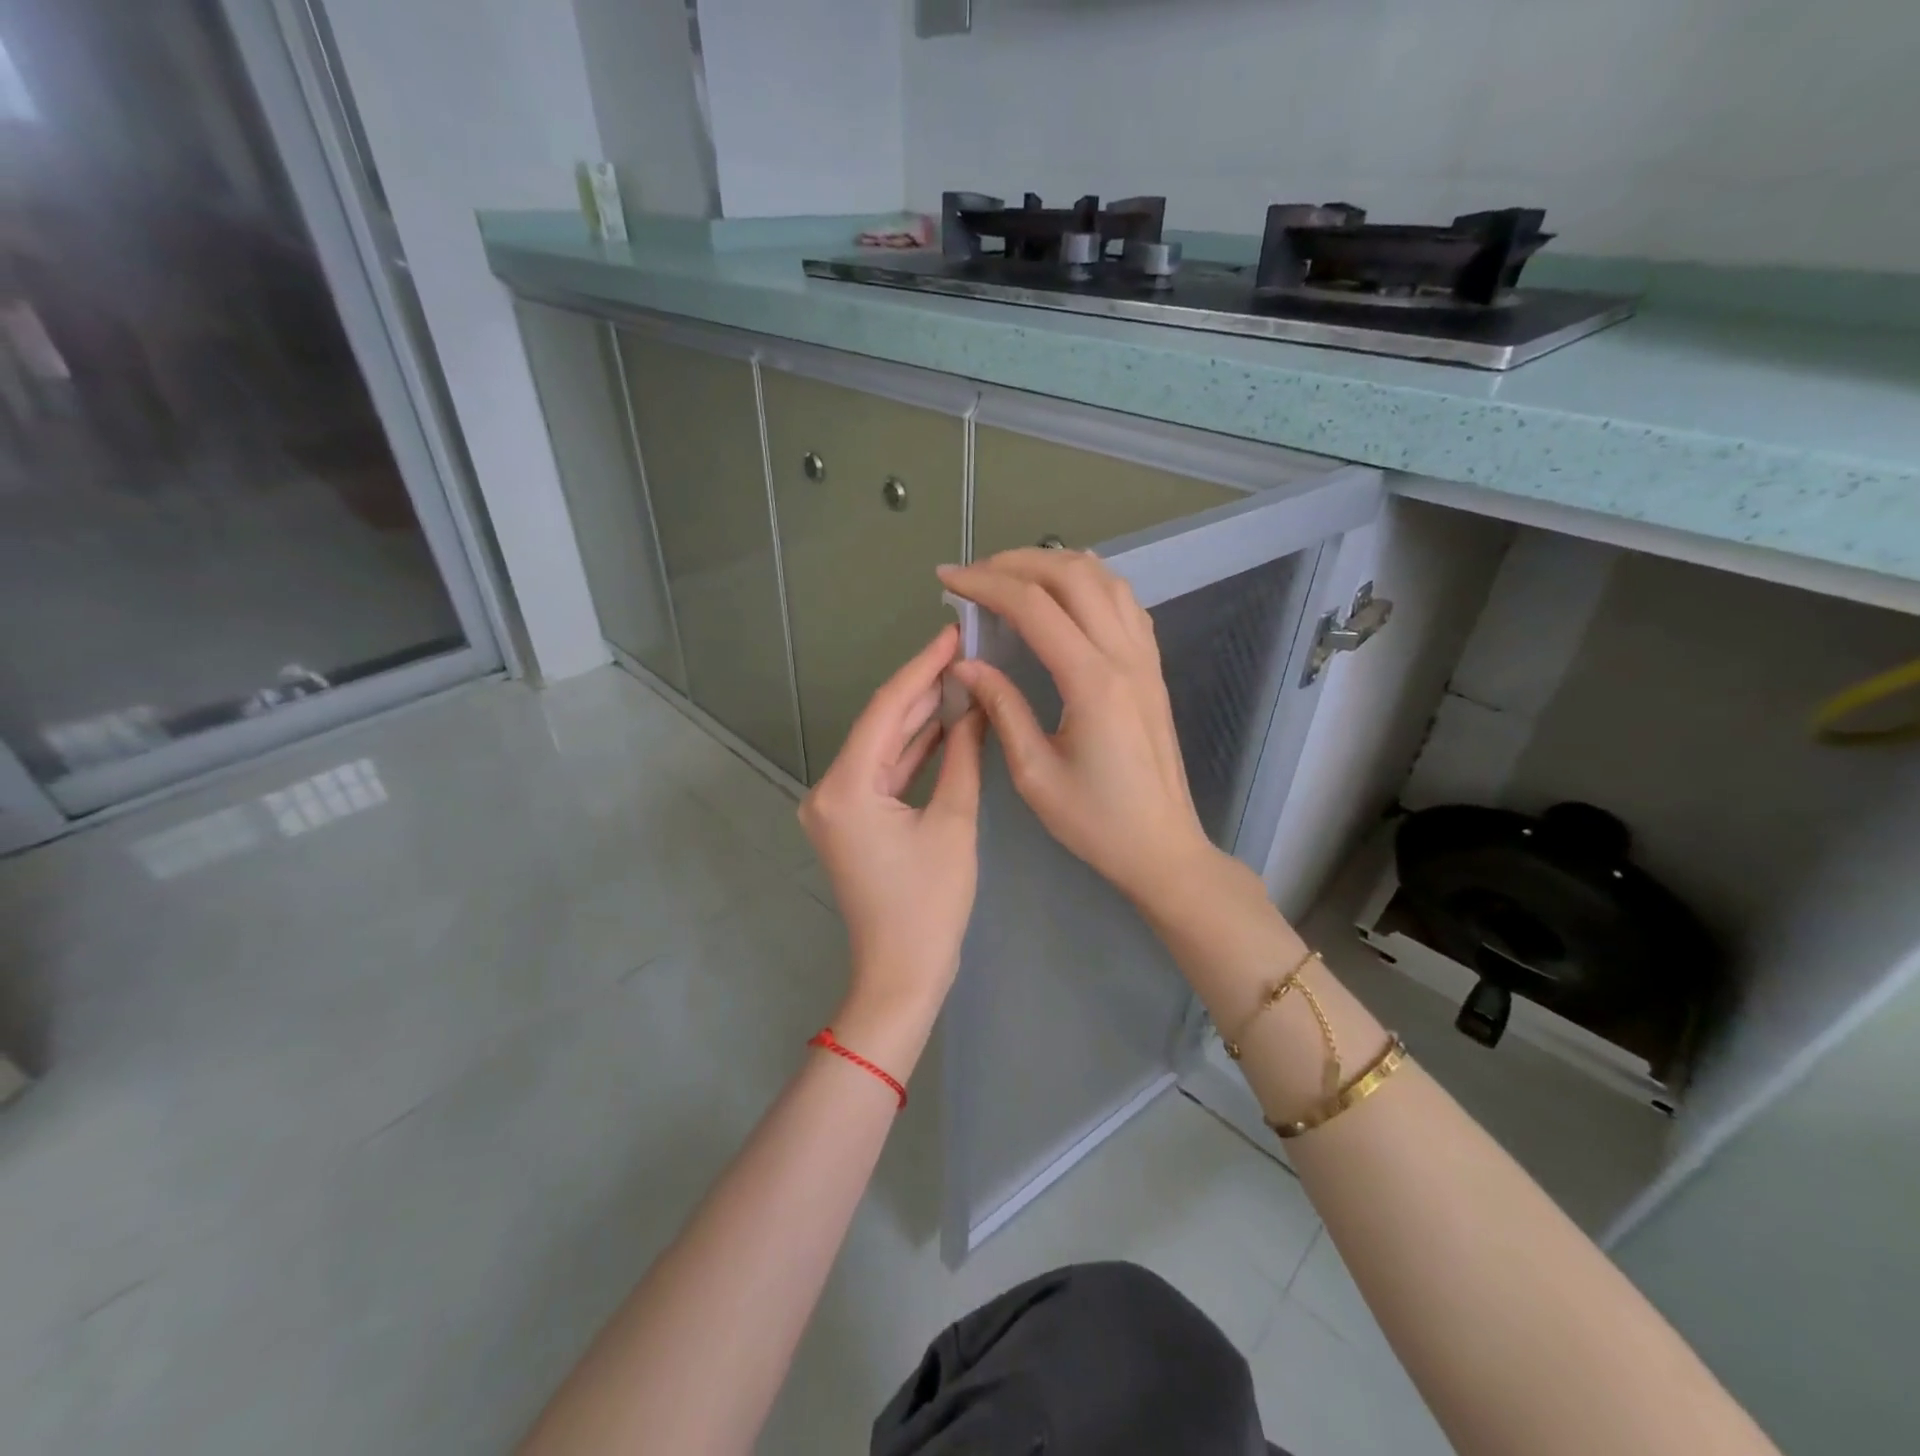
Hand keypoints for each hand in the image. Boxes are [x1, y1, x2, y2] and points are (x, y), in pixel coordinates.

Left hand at [799, 626, 985, 1057]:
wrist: (901, 975)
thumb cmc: (929, 906)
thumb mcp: (952, 823)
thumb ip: (961, 756)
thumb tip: (975, 705)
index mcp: (846, 787)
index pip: (886, 709)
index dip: (922, 667)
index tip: (952, 632)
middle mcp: (829, 789)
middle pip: (881, 724)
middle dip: (923, 687)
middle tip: (964, 648)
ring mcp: (836, 805)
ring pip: (883, 747)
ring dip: (920, 717)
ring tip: (961, 675)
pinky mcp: (851, 820)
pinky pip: (884, 773)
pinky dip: (913, 751)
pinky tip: (946, 723)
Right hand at [937, 550, 1216, 905]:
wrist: (1161, 846)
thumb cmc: (1095, 822)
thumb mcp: (1034, 774)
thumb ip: (1002, 708)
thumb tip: (967, 664)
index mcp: (1091, 683)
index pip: (1033, 606)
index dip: (985, 584)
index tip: (948, 579)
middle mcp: (1123, 656)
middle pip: (1071, 575)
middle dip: (1017, 562)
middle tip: (975, 574)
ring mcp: (1144, 658)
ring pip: (1104, 580)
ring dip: (1055, 564)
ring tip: (1013, 574)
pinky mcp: (1152, 668)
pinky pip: (1125, 603)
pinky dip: (1091, 581)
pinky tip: (1067, 590)